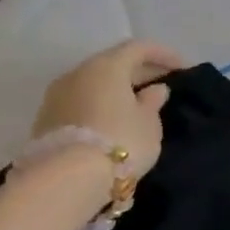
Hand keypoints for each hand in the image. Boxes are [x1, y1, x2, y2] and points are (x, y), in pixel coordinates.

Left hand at [29, 40, 184, 176]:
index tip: (184, 68)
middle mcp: (77, 73)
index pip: (138, 48)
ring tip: (138, 104)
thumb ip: (152, 102)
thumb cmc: (121, 141)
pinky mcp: (46, 120)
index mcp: (106, 67)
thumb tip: (155, 90)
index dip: (164, 55)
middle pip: (113, 63)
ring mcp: (56, 96)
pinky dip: (100, 104)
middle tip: (163, 84)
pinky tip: (114, 119)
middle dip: (139, 71)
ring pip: (94, 83)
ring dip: (117, 89)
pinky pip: (81, 101)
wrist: (66, 180)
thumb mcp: (149, 123)